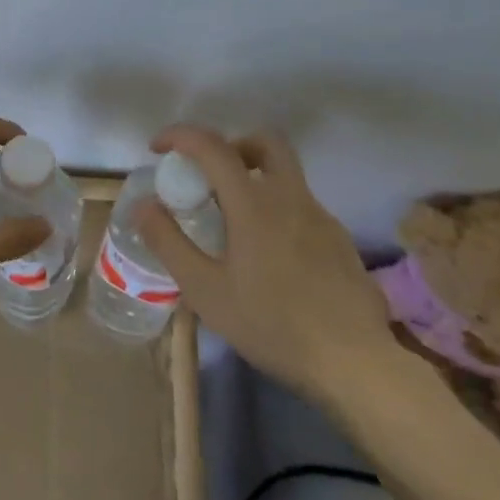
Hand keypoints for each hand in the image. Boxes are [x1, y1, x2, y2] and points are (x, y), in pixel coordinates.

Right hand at [135, 124, 398, 402]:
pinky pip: (301, 207)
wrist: (356, 364)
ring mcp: (321, 218)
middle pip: (265, 142)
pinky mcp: (340, 241)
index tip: (158, 149)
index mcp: (253, 204)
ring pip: (286, 175)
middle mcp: (290, 198)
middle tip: (209, 175)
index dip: (180, 136)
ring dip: (254, 179)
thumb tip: (143, 205)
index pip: (212, 146)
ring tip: (233, 223)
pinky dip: (277, 210)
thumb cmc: (272, 325)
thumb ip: (169, 243)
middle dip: (231, 145)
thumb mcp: (205, 290)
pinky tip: (269, 255)